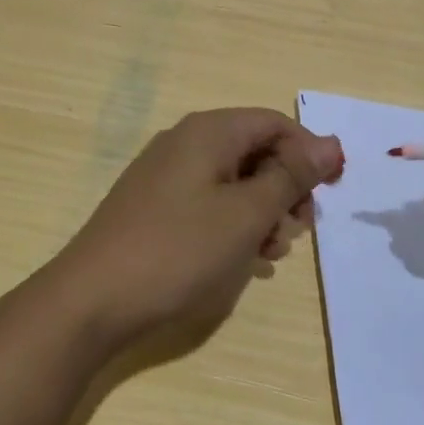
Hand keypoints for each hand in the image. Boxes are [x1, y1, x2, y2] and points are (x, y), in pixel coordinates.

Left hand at [45, 108, 343, 356]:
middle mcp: (186, 143)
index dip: (309, 154)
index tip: (329, 195)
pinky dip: (233, 226)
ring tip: (268, 254)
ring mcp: (166, 176)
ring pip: (234, 181)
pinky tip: (241, 261)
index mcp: (208, 132)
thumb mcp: (246, 214)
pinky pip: (209, 204)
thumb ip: (291, 176)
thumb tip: (331, 144)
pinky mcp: (155, 207)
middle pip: (255, 151)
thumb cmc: (178, 250)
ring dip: (262, 213)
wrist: (92, 300)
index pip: (275, 124)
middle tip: (296, 230)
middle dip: (285, 189)